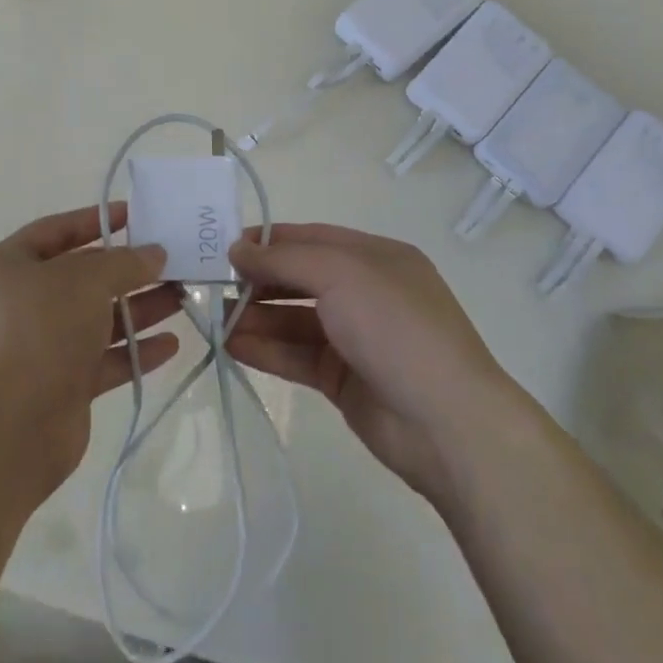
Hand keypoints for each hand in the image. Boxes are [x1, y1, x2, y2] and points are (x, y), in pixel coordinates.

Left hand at [0, 202, 181, 496]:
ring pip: (97, 319)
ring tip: (183, 296)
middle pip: (82, 278)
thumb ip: (124, 262)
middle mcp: (21, 304)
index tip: (135, 215)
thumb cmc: (39, 331)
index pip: (55, 231)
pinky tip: (172, 343)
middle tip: (173, 260)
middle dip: (128, 270)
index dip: (95, 221)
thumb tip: (154, 253)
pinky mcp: (61, 386)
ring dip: (139, 309)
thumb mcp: (85, 280)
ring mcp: (41, 347)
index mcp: (8, 267)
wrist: (8, 429)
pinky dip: (135, 351)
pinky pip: (104, 360)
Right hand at [226, 224, 515, 500]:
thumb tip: (237, 249)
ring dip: (257, 318)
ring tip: (216, 321)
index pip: (312, 238)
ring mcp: (356, 338)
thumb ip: (284, 260)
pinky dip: (267, 350)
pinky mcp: (344, 379)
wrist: (447, 424)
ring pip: (295, 320)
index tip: (226, 247)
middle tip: (214, 286)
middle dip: (259, 280)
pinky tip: (233, 347)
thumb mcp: (340, 275)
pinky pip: (297, 356)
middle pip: (301, 279)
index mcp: (376, 258)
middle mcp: (366, 292)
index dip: (269, 240)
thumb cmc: (396, 329)